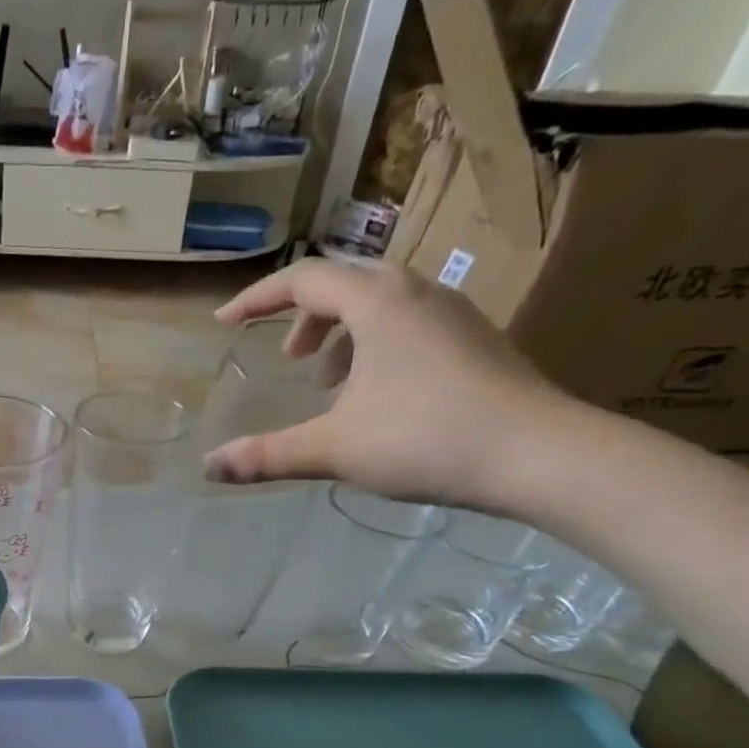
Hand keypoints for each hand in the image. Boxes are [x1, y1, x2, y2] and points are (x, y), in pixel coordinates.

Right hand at [203, 260, 577, 511]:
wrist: (538, 453)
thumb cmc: (426, 438)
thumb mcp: (334, 449)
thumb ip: (267, 456)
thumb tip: (209, 467)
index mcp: (377, 303)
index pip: (304, 280)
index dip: (257, 299)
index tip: (225, 323)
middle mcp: (416, 293)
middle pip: (345, 285)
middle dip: (305, 318)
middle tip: (288, 358)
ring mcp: (453, 314)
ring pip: (381, 305)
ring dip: (342, 335)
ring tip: (329, 383)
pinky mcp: (476, 340)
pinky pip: (410, 325)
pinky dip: (376, 347)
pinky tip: (377, 397)